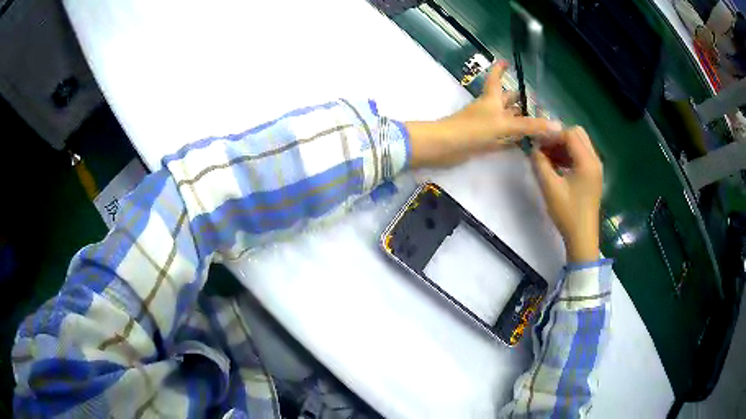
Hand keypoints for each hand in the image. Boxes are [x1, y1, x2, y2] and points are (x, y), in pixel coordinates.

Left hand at [407, 61, 561, 166]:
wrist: (446, 147)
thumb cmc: (474, 129)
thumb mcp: (505, 125)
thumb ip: (531, 126)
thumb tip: (557, 125)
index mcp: (492, 98)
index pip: (496, 78)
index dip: (500, 69)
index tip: (506, 61)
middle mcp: (489, 108)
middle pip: (505, 100)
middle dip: (518, 99)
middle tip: (536, 102)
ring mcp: (485, 124)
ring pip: (505, 118)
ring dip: (518, 119)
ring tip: (536, 122)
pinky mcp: (483, 140)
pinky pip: (501, 136)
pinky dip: (512, 137)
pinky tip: (523, 142)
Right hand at [531, 127, 602, 263]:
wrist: (582, 237)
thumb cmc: (568, 213)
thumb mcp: (550, 187)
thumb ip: (539, 163)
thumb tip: (533, 148)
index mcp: (587, 162)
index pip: (569, 134)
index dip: (552, 135)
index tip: (536, 143)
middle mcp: (595, 160)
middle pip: (577, 134)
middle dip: (558, 137)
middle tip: (543, 148)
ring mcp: (596, 168)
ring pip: (579, 144)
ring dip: (563, 146)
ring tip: (547, 157)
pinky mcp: (593, 175)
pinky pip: (581, 155)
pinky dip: (568, 155)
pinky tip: (556, 166)